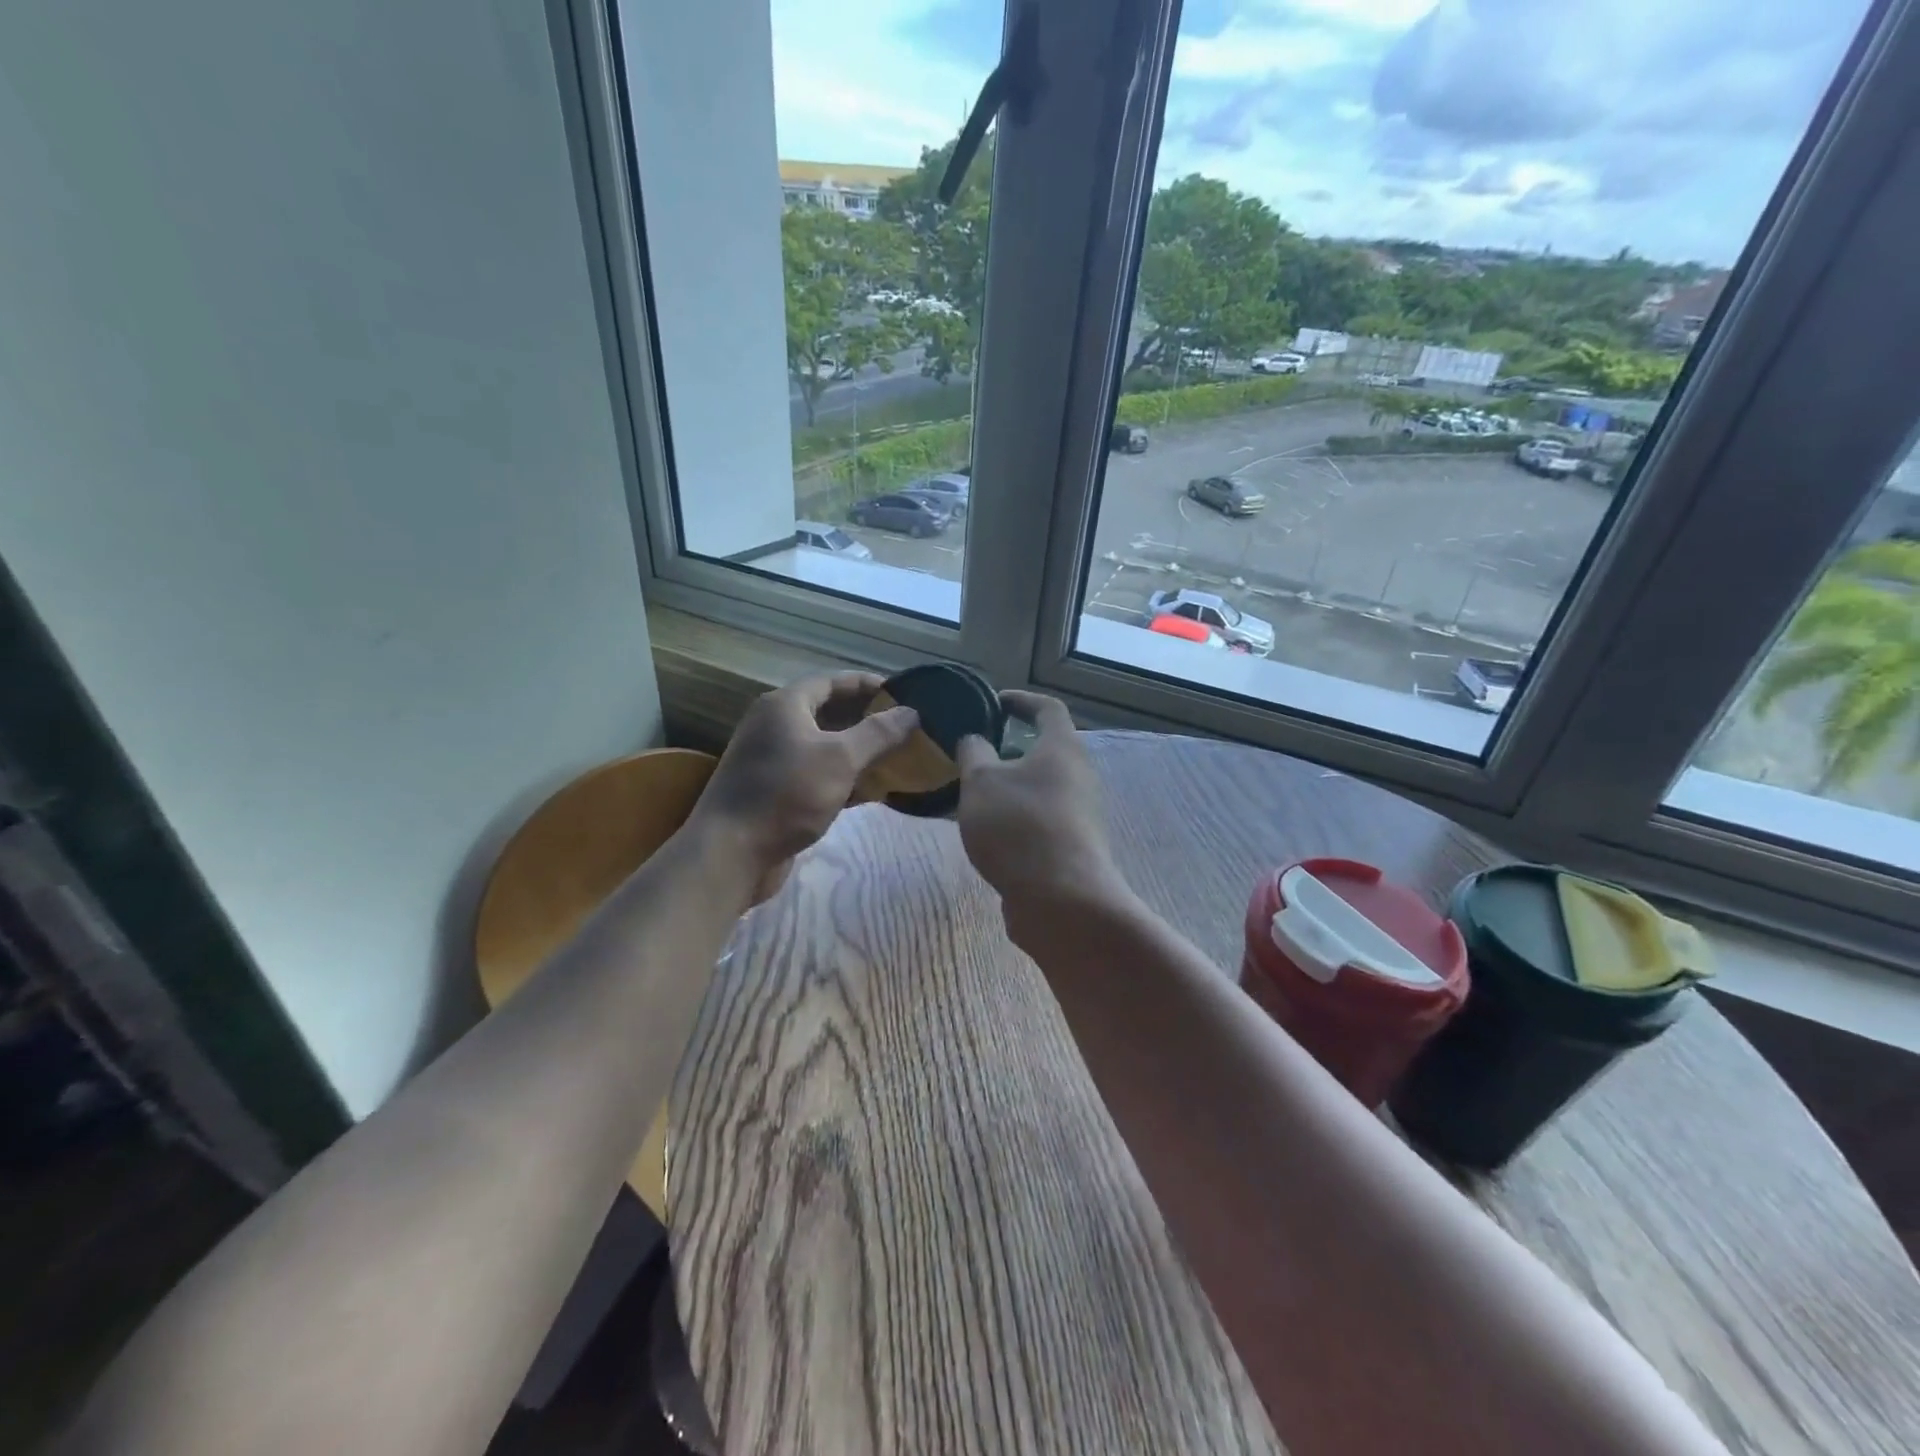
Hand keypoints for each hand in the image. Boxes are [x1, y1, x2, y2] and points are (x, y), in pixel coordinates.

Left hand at [692, 673, 917, 880]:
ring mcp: (773, 760)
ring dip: (857, 750)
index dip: (868, 684)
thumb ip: (877, 733)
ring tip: (896, 756)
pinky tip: (871, 791)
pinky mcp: (775, 791)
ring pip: (824, 746)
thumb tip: (911, 712)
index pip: (832, 681)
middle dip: (866, 718)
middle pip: (828, 712)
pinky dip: (843, 778)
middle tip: (905, 727)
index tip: (903, 693)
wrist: (731, 852)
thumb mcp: (840, 759)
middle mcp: (775, 726)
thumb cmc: (787, 794)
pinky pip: (816, 774)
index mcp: (785, 705)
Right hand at [954, 691, 1133, 945]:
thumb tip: (975, 740)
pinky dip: (1018, 816)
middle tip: (977, 754)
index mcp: (1062, 748)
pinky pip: (1043, 818)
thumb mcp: (981, 782)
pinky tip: (991, 833)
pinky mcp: (1075, 845)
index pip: (1047, 708)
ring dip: (1013, 786)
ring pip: (1044, 787)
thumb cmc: (1019, 827)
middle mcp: (1079, 775)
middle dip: (1012, 749)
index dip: (1021, 700)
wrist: (1061, 900)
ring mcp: (1081, 813)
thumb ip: (973, 753)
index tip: (994, 702)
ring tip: (975, 796)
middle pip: (1048, 750)